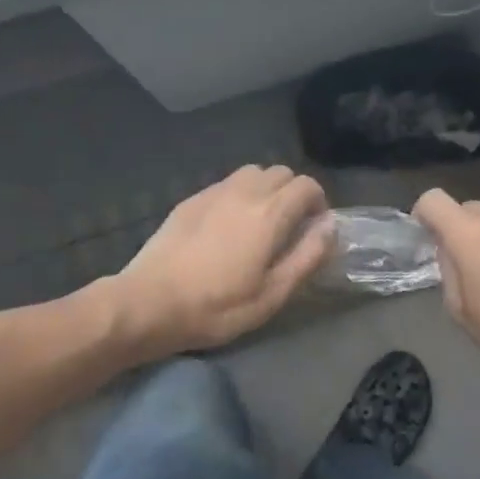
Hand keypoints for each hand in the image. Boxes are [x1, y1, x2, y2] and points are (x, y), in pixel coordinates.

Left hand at [113, 165, 333, 357]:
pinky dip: (239, 194)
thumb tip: (330, 225)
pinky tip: (227, 226)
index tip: (313, 229)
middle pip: (281, 172)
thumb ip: (308, 255)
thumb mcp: (273, 294)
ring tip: (260, 222)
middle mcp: (245, 191)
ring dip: (266, 189)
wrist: (149, 302)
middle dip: (293, 193)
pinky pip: (226, 184)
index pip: (307, 185)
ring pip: (253, 172)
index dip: (318, 203)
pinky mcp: (191, 199)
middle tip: (289, 227)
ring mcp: (214, 192)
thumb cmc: (217, 306)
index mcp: (270, 212)